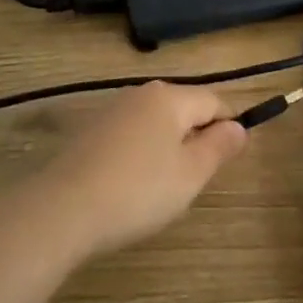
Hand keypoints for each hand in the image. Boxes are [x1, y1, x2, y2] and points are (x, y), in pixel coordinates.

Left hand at [30, 82, 247, 261]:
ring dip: (167, 148)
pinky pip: (130, 136)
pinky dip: (140, 155)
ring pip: (155, 123)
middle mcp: (140, 93)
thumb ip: (219, 147)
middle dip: (196, 139)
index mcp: (170, 97)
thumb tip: (238, 126)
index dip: (228, 127)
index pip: (214, 101)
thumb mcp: (190, 174)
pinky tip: (130, 186)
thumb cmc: (138, 191)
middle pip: (183, 109)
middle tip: (194, 181)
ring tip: (161, 188)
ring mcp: (111, 110)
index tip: (228, 161)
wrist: (63, 209)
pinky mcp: (89, 131)